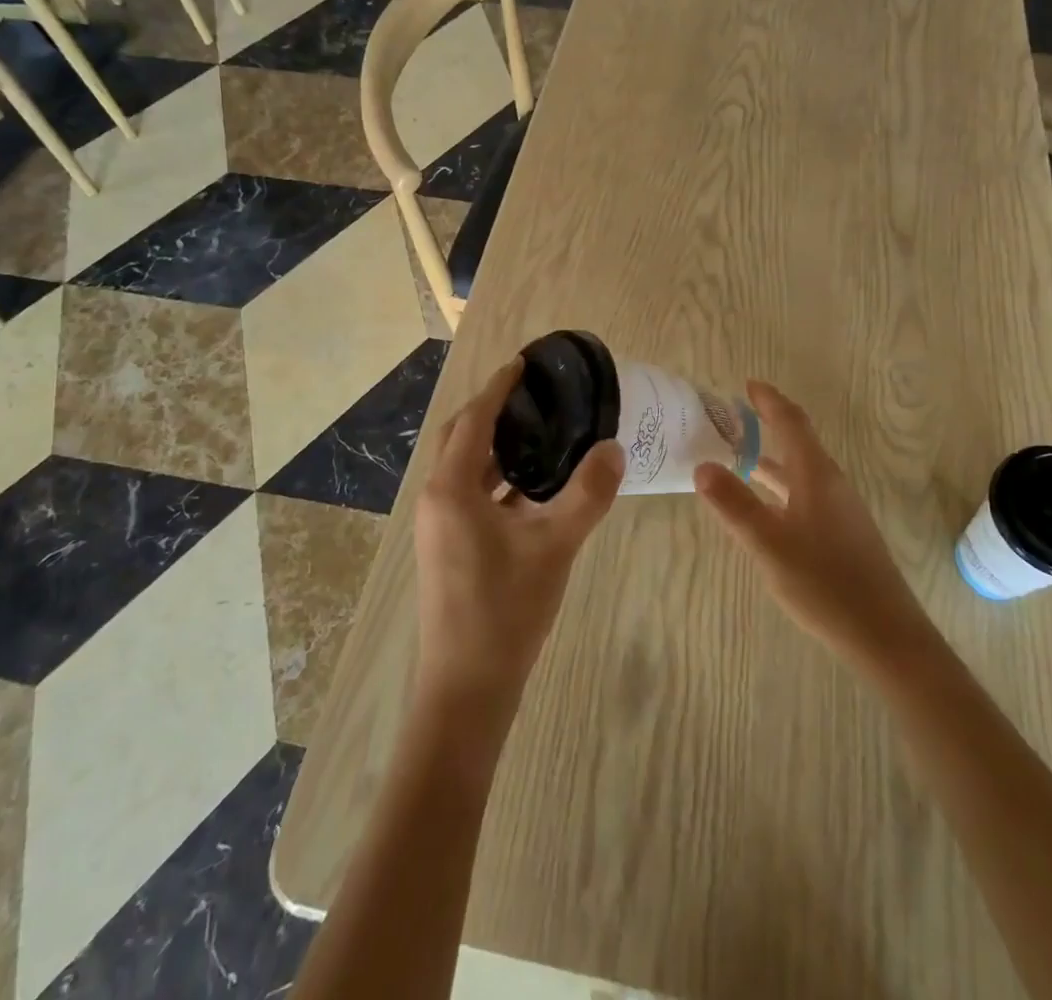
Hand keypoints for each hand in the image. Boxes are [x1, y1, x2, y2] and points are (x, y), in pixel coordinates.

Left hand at [414, 358, 624, 725]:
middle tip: (534, 394)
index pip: (474, 419)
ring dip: (495, 445)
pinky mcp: (449, 546)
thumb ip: (587, 494)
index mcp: (452, 489)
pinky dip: (497, 477)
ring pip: (465, 467)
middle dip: (492, 410)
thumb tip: (614, 449)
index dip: (499, 387)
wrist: (467, 688)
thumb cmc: (506, 610)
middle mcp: (437, 498)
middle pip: (461, 437)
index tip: (524, 362)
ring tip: (539, 430)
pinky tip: (532, 484)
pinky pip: (470, 493)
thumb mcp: (555, 546)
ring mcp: (439, 525)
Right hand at [696, 382, 929, 667]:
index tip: (747, 384)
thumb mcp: (769, 545)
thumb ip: (734, 505)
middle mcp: (831, 484)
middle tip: (733, 418)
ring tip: (740, 456)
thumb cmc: (825, 583)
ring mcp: (840, 510)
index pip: (791, 423)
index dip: (769, 401)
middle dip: (767, 425)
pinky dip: (781, 486)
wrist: (885, 635)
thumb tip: (702, 465)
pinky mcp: (842, 534)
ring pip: (801, 471)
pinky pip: (805, 493)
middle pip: (798, 442)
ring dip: (772, 458)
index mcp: (816, 476)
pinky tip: (766, 507)